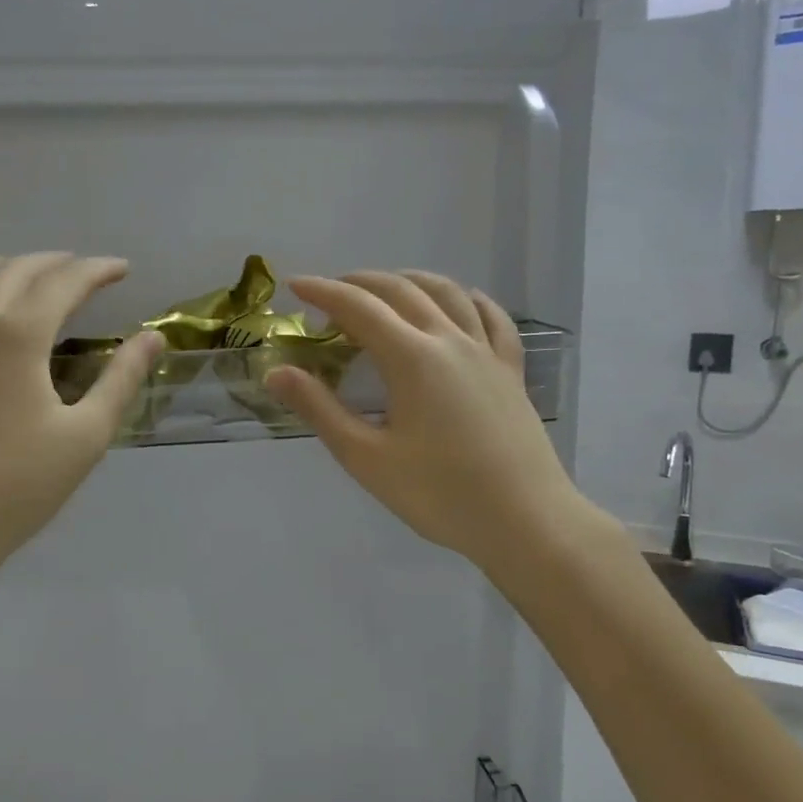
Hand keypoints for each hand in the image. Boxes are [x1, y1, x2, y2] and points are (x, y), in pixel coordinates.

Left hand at [0, 254, 162, 665]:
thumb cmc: (18, 487)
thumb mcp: (86, 436)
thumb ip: (122, 379)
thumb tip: (153, 337)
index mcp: (15, 335)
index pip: (62, 282)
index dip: (96, 270)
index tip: (122, 269)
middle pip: (10, 270)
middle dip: (51, 263)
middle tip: (81, 271)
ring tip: (23, 279)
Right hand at [264, 271, 587, 577]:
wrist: (524, 520)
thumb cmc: (439, 494)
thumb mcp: (367, 457)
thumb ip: (320, 410)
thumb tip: (277, 372)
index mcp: (412, 358)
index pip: (359, 308)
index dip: (324, 292)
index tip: (296, 286)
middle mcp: (450, 340)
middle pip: (402, 291)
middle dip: (361, 283)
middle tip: (332, 293)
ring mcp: (486, 352)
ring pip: (448, 293)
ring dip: (411, 281)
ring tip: (388, 288)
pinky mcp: (511, 370)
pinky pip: (492, 318)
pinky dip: (469, 300)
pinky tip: (462, 302)